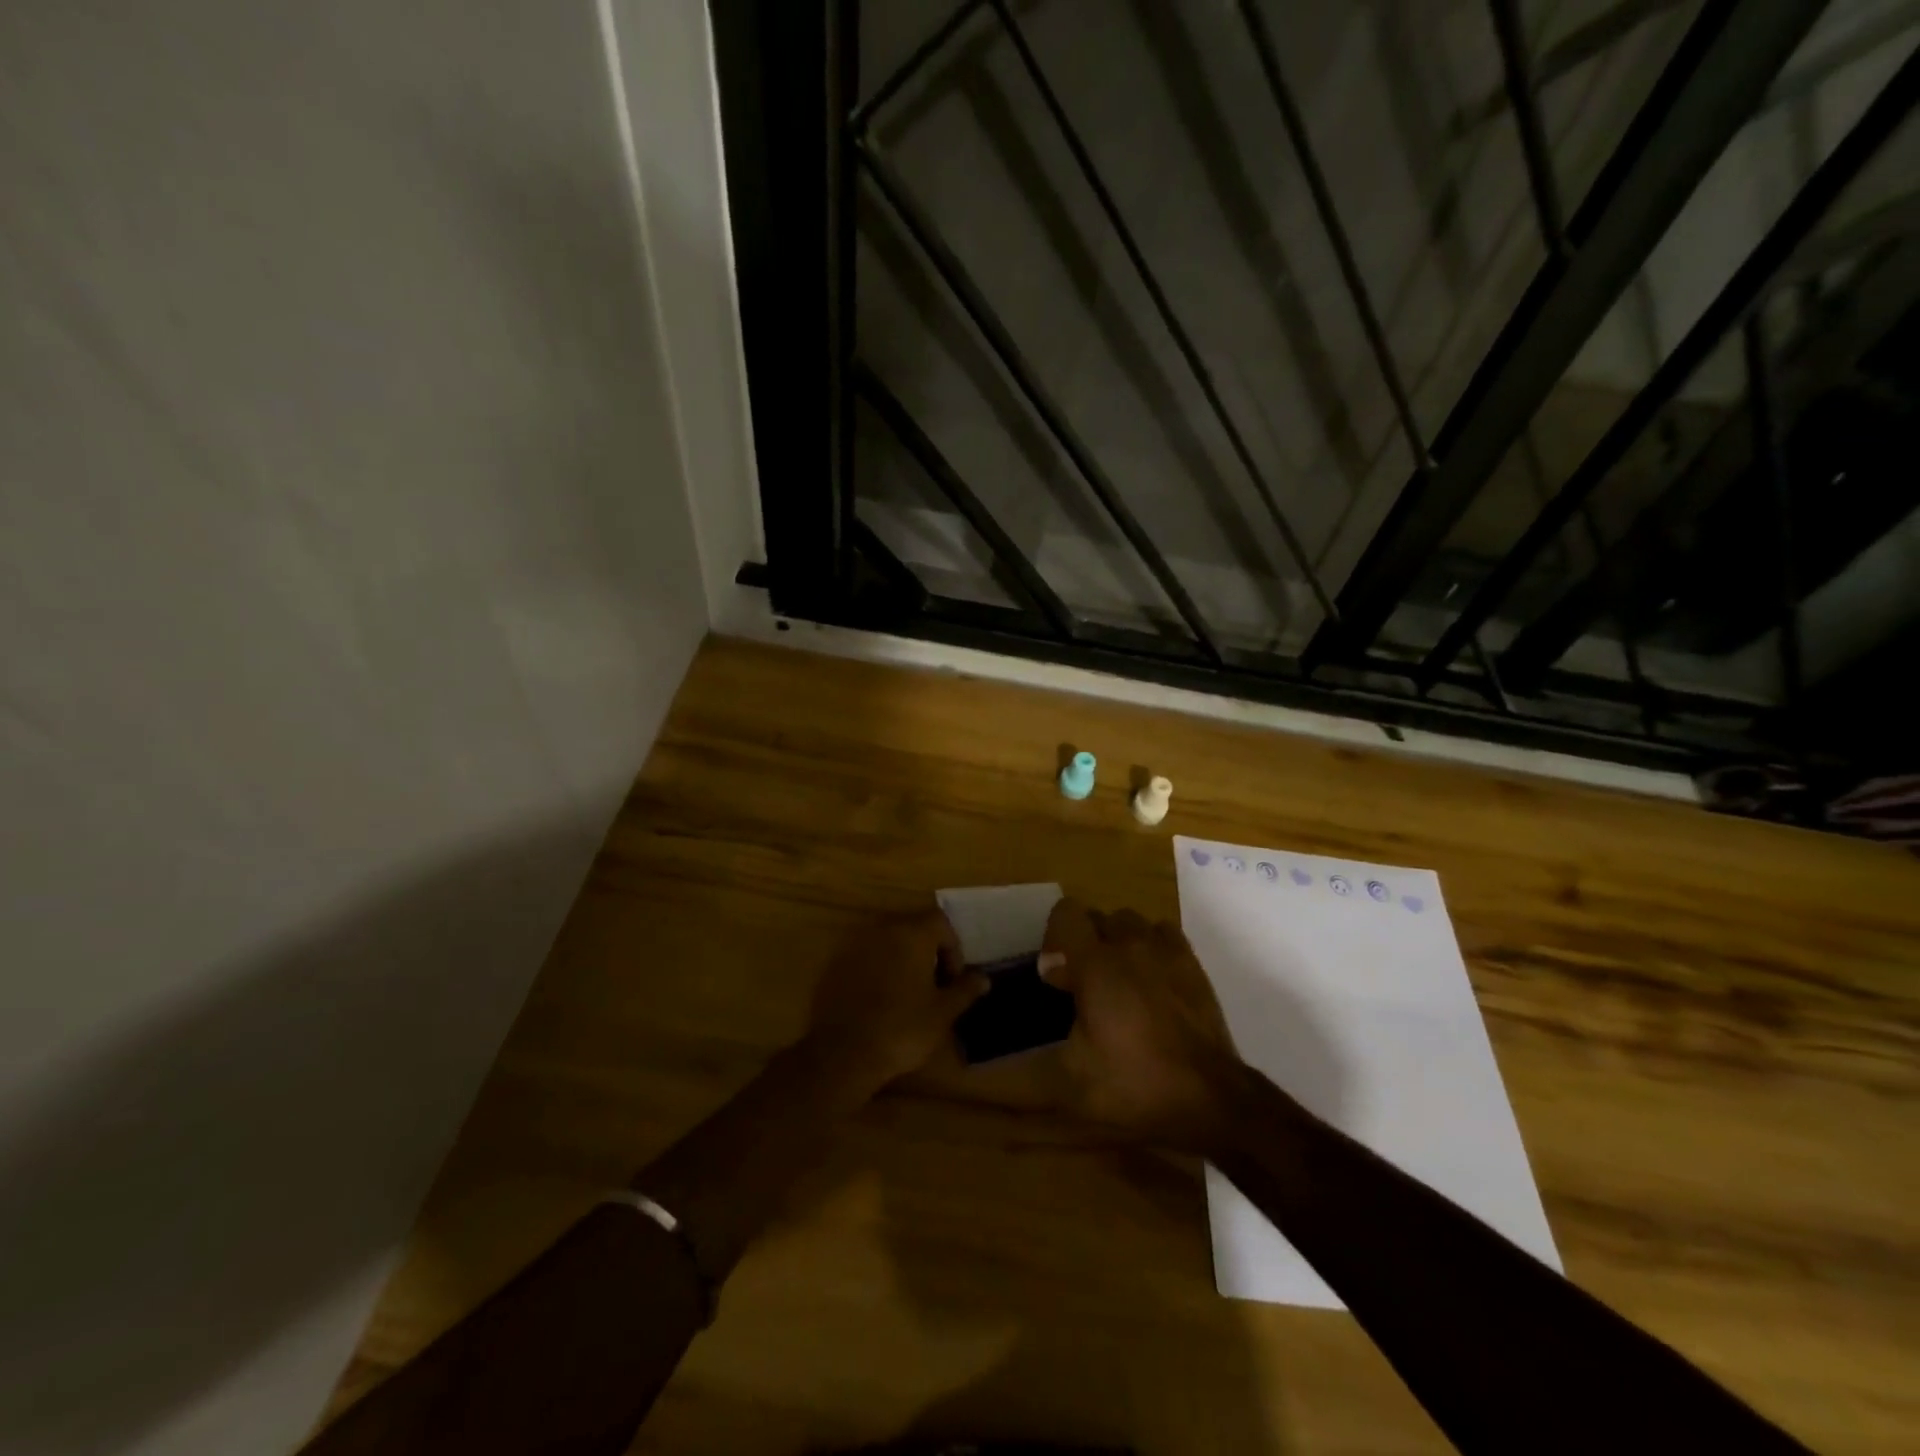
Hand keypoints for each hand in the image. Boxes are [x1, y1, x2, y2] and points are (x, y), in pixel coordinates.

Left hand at [805, 910, 986, 1090]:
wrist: (843, 1053)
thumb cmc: (902, 1029)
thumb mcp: (942, 1013)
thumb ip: (965, 990)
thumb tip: (983, 978)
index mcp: (912, 933)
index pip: (940, 922)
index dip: (953, 948)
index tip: (952, 980)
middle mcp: (882, 929)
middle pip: (913, 928)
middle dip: (928, 952)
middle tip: (934, 987)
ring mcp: (855, 945)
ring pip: (888, 942)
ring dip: (902, 960)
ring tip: (908, 994)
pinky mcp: (835, 964)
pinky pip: (866, 957)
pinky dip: (878, 970)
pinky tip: (880, 1001)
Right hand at [1041, 899, 1242, 1150]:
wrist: (1212, 1098)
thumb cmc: (1135, 1085)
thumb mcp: (1070, 1084)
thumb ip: (1021, 1069)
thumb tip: (974, 1073)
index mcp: (1094, 964)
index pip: (1065, 912)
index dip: (1054, 938)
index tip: (1058, 979)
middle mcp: (1128, 944)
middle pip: (1096, 918)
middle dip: (1083, 944)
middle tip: (1084, 988)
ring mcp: (1165, 949)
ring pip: (1129, 922)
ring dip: (1116, 943)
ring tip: (1118, 983)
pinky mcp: (1191, 961)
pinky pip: (1161, 933)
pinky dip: (1149, 947)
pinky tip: (1150, 981)